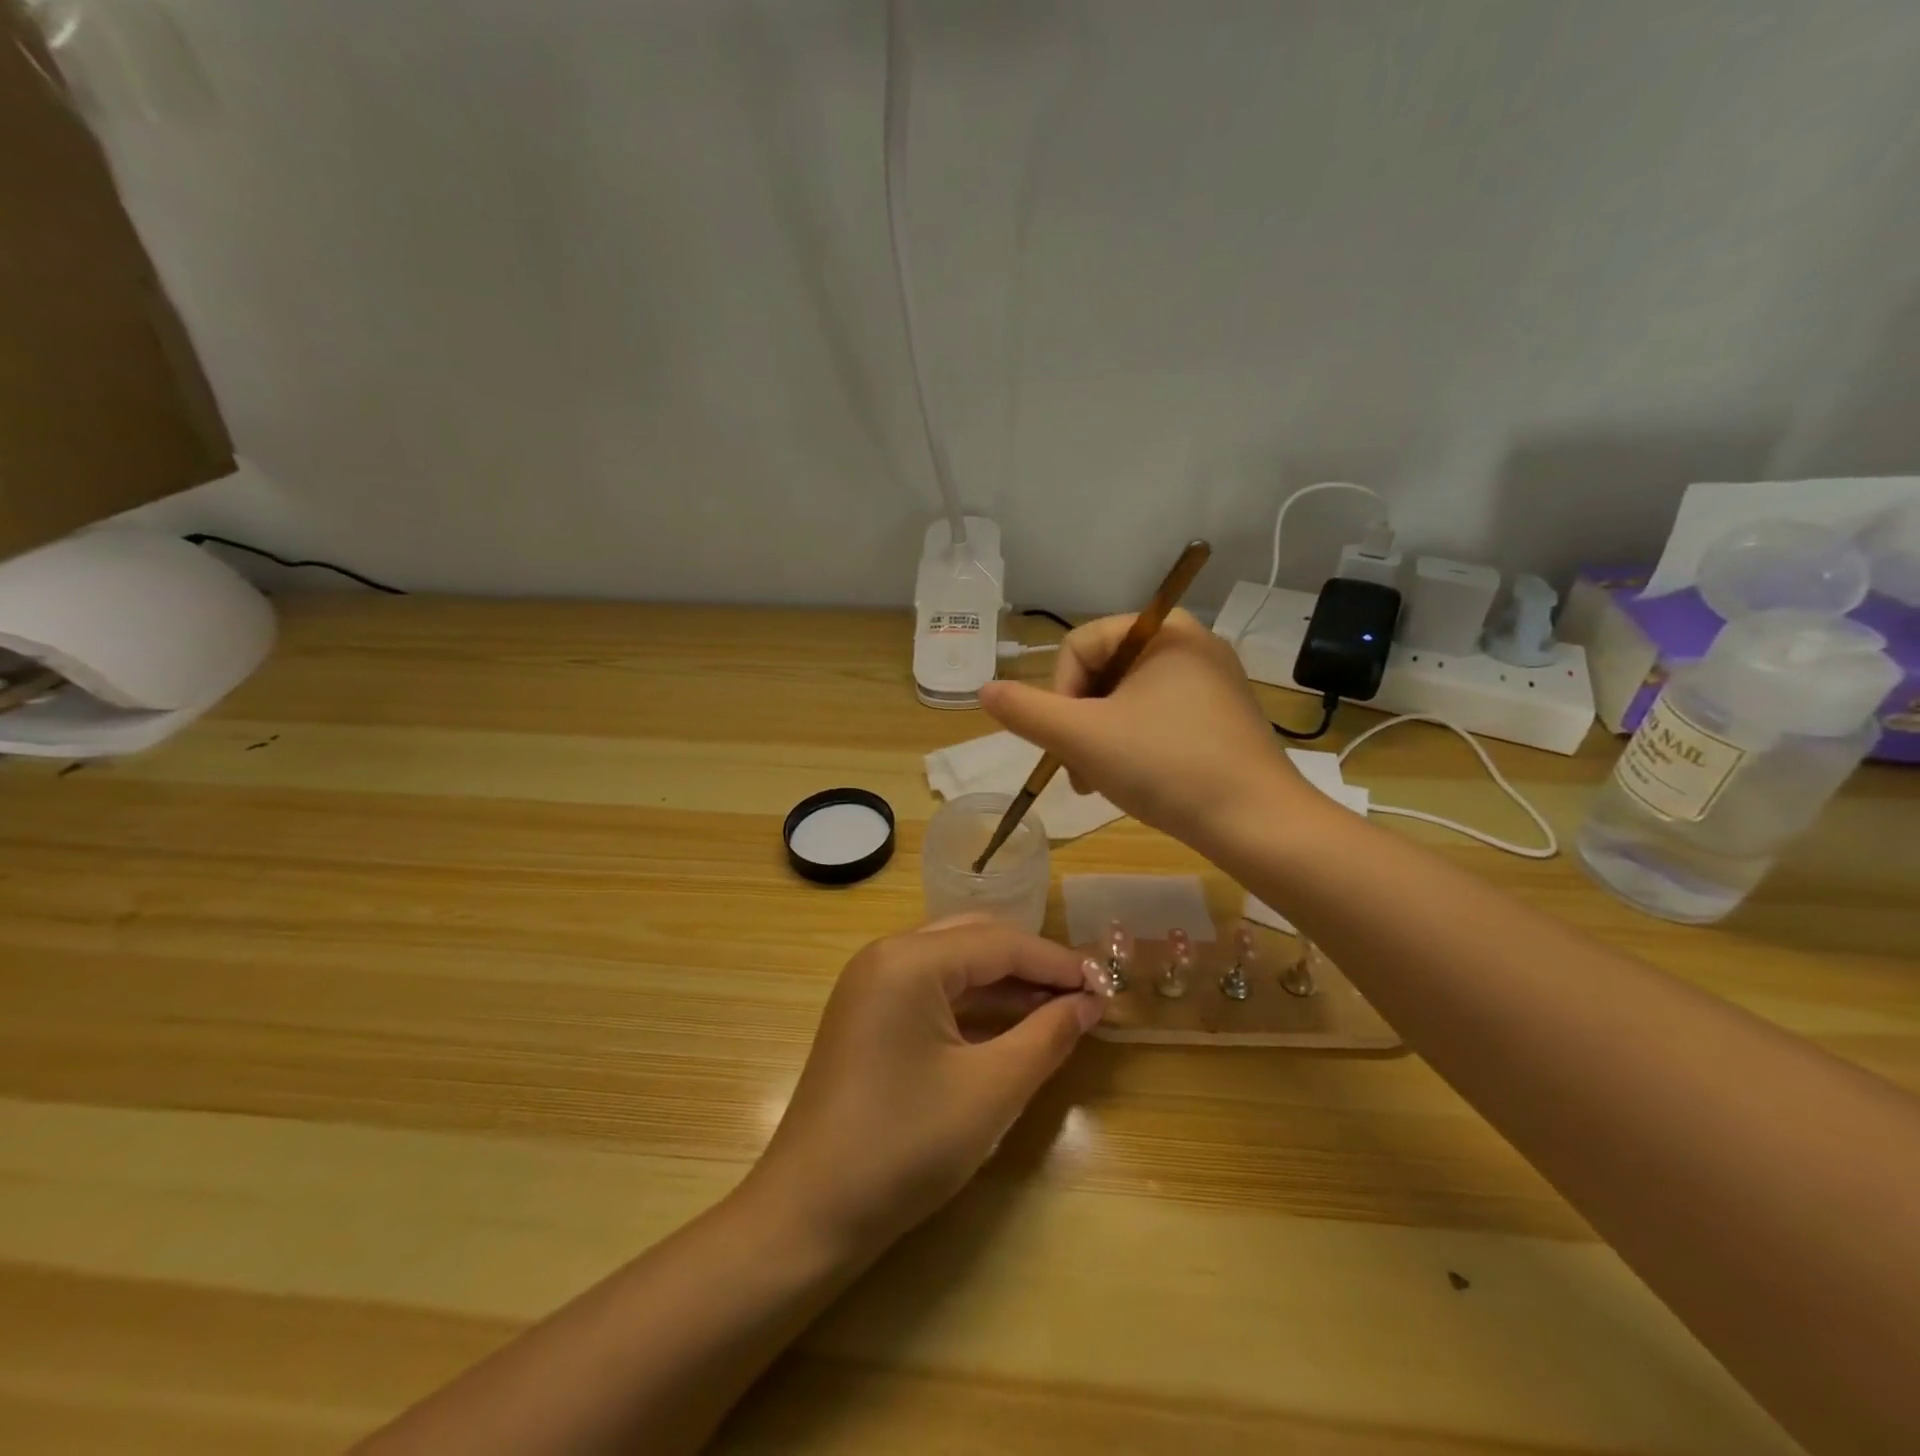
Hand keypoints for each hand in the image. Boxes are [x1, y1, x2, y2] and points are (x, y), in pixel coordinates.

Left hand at [747, 918, 1103, 1256]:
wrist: (808, 1215)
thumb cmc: (904, 1147)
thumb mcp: (990, 1091)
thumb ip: (1046, 1037)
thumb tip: (1088, 1004)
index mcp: (909, 959)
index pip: (1000, 943)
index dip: (1057, 963)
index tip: (1106, 986)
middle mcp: (886, 955)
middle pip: (975, 939)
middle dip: (1032, 964)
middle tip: (1082, 994)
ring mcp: (871, 984)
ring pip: (953, 963)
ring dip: (1005, 983)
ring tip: (1058, 1009)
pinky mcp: (868, 1014)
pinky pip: (932, 990)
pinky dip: (974, 1003)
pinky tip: (1010, 1026)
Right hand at [979, 609, 1310, 847]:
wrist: (1257, 824)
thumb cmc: (1166, 767)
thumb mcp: (1083, 738)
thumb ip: (1027, 712)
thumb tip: (984, 690)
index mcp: (1163, 631)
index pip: (1080, 646)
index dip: (1059, 696)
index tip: (1068, 742)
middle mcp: (1191, 644)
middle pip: (1102, 674)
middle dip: (1079, 724)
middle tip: (1079, 772)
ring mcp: (1211, 682)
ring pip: (1126, 700)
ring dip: (1100, 740)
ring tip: (1100, 783)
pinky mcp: (1221, 716)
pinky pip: (1157, 717)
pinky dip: (1133, 745)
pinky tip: (1134, 781)